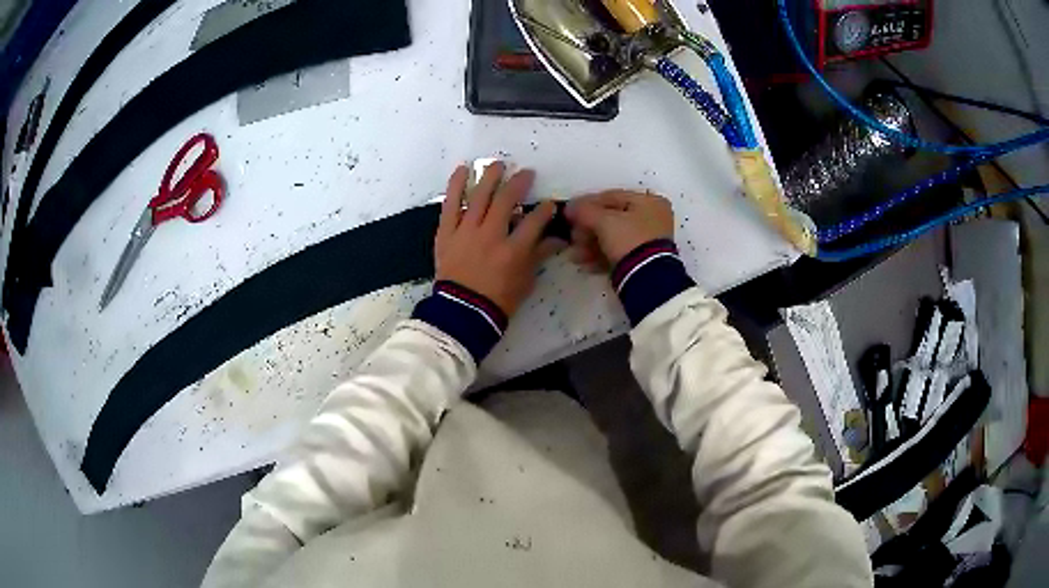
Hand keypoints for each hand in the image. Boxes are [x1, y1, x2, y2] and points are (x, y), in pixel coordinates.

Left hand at [435, 163, 560, 315]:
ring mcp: (466, 231)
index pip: (535, 221)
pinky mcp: (447, 233)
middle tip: (526, 173)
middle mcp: (491, 235)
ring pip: (479, 196)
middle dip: (519, 183)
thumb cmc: (498, 301)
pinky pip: (450, 205)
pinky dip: (455, 186)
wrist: (462, 312)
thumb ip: (539, 256)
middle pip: (507, 200)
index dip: (545, 210)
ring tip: (498, 164)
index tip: (549, 204)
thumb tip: (557, 240)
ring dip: (490, 177)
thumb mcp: (525, 281)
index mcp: (514, 250)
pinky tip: (462, 170)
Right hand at [565, 190, 674, 271]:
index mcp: (649, 201)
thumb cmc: (628, 239)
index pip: (611, 197)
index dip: (586, 204)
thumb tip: (570, 207)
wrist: (648, 278)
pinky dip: (602, 257)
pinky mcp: (644, 260)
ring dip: (591, 245)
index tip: (569, 214)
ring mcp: (649, 241)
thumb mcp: (603, 221)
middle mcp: (653, 218)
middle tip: (573, 239)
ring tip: (575, 256)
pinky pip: (619, 253)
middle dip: (587, 230)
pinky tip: (586, 265)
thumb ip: (584, 211)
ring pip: (613, 238)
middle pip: (611, 219)